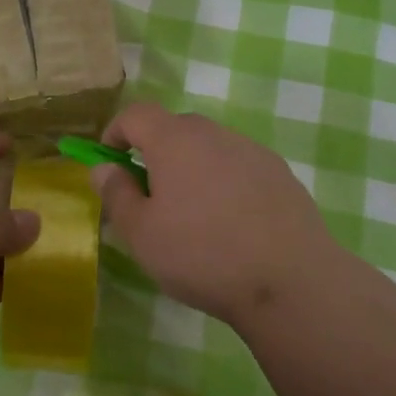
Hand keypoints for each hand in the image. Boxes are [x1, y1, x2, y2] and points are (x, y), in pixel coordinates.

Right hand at [90, 103, 340, 329]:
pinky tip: (232, 224)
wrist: (290, 281)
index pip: (136, 114)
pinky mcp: (280, 173)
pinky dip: (225, 182)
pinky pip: (239, 167)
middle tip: (150, 195)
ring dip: (192, 167)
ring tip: (193, 215)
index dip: (116, 131)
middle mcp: (214, 133)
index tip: (109, 160)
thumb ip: (116, 194)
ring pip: (210, 148)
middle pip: (175, 128)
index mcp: (175, 140)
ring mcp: (252, 151)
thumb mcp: (141, 234)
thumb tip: (104, 167)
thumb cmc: (202, 254)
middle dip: (155, 152)